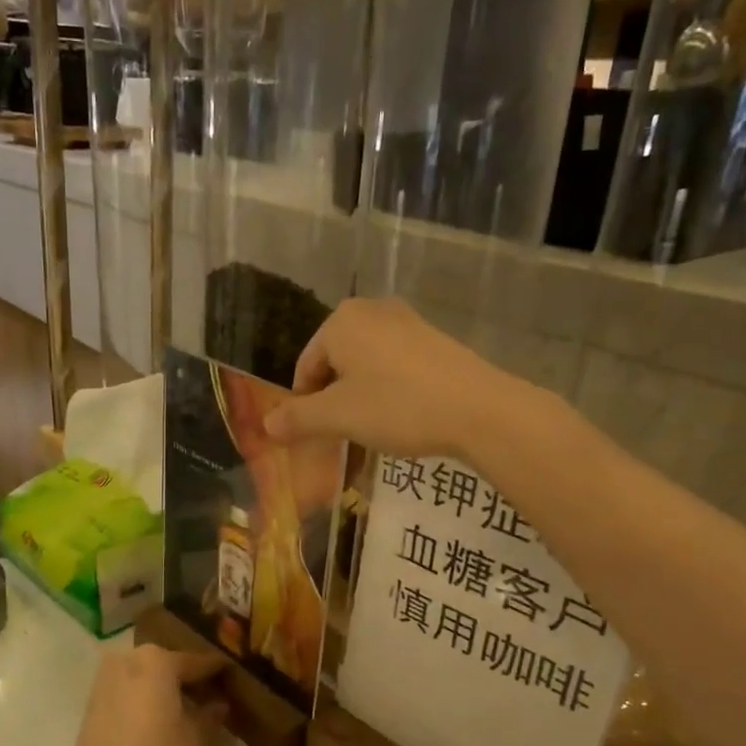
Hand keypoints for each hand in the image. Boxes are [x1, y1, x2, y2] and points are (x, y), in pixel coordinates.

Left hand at [52, 646, 227, 745]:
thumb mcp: (195, 740)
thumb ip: (210, 716)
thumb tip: (219, 704)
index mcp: (157, 660)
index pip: (196, 661)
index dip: (217, 670)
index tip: (233, 675)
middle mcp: (129, 659)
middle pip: (167, 664)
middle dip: (188, 679)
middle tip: (211, 697)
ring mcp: (106, 679)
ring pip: (145, 676)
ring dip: (164, 689)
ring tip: (186, 712)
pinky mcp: (92, 702)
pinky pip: (128, 690)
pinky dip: (144, 699)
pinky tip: (159, 720)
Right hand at [263, 298, 516, 460]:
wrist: (479, 409)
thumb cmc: (398, 406)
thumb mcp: (339, 417)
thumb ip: (298, 418)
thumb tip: (266, 425)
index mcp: (341, 321)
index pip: (306, 365)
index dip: (305, 403)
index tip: (315, 434)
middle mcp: (372, 310)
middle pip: (335, 361)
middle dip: (333, 398)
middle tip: (343, 432)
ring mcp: (407, 321)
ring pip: (366, 363)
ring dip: (360, 395)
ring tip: (372, 427)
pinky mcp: (434, 338)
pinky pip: (395, 363)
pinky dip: (389, 388)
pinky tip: (402, 414)